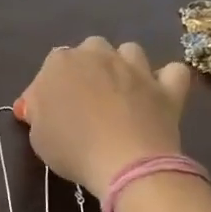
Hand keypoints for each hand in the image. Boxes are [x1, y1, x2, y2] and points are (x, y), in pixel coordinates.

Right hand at [18, 38, 191, 197]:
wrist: (125, 162)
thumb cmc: (71, 148)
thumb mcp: (37, 135)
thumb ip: (37, 112)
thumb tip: (38, 104)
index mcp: (60, 63)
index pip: (51, 65)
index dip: (52, 87)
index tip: (51, 111)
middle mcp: (98, 55)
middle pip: (91, 49)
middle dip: (89, 67)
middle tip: (86, 99)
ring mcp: (136, 68)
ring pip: (130, 51)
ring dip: (125, 66)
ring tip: (121, 92)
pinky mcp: (167, 87)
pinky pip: (173, 71)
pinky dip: (166, 79)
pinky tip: (159, 93)